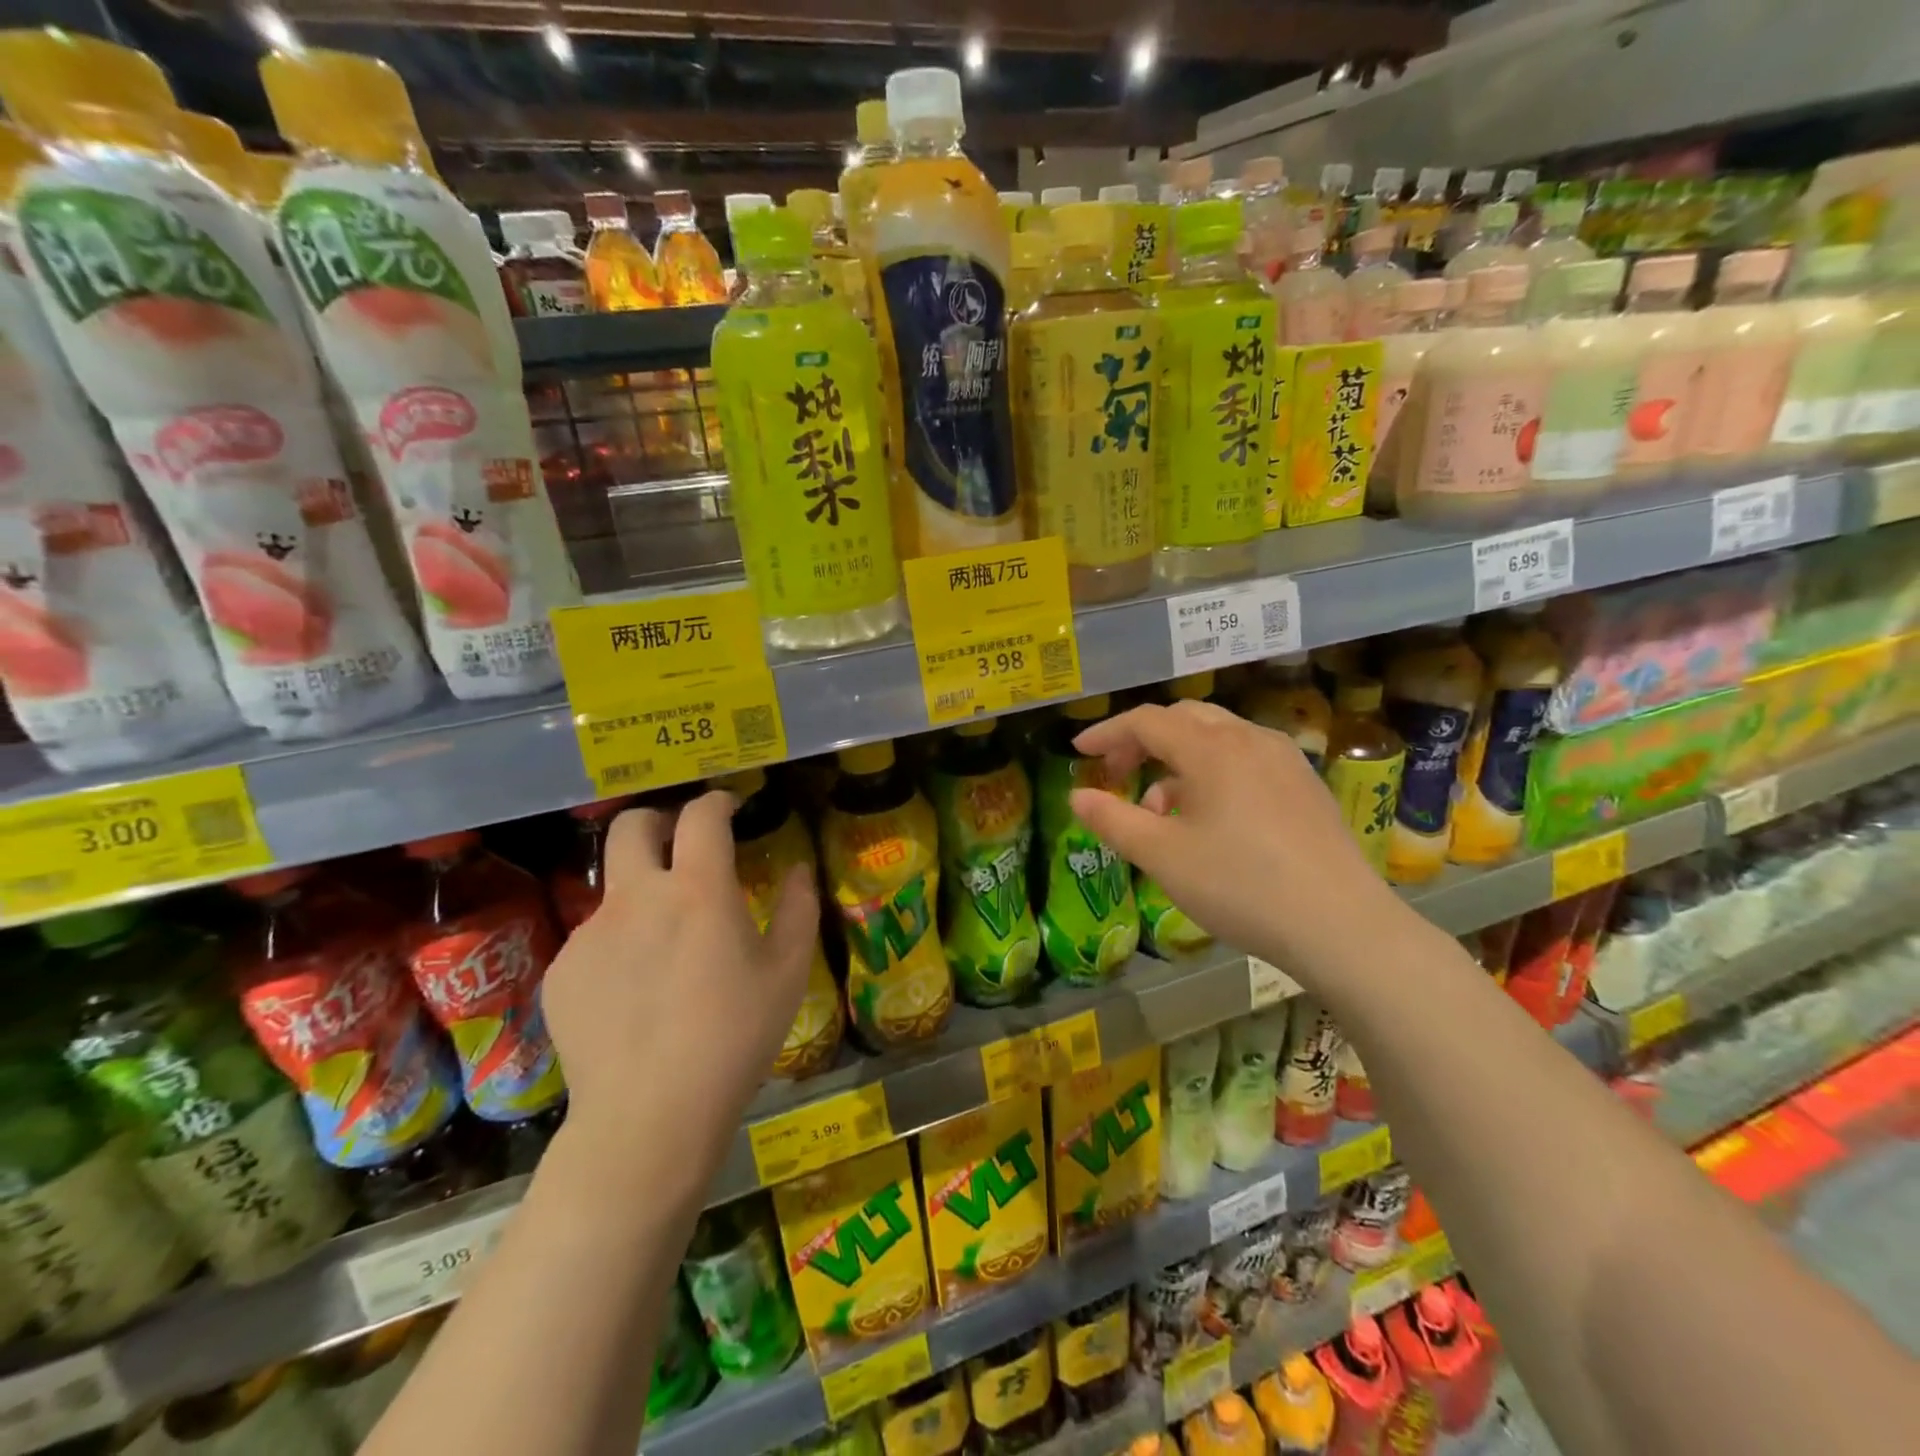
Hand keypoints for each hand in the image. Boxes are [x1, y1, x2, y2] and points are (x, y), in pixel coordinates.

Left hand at [541, 791, 817, 1191]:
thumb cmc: (734, 1039)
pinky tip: (635, 993)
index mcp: (697, 890)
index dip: (717, 802)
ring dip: (642, 893)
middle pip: (631, 826)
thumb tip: (798, 870)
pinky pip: (594, 940)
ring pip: (613, 888)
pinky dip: (620, 945)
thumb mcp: (789, 973)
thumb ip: (798, 909)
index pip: (701, 816)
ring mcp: (591, 934)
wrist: (648, 1118)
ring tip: (666, 946)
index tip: (730, 808)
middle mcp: (637, 898)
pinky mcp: (561, 972)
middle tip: (681, 844)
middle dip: (658, 821)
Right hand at [1068, 700, 1399, 980]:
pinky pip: (1246, 758)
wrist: (1342, 926)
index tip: (1079, 751)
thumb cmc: (1240, 886)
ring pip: (1217, 737)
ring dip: (1178, 759)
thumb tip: (1077, 796)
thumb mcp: (1162, 857)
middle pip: (1184, 719)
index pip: (1146, 721)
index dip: (1107, 732)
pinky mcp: (1305, 784)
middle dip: (1143, 740)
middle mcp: (1250, 739)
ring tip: (1161, 810)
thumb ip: (1113, 820)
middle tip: (1117, 773)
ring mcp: (1284, 759)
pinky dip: (1213, 771)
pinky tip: (1211, 817)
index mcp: (1211, 748)